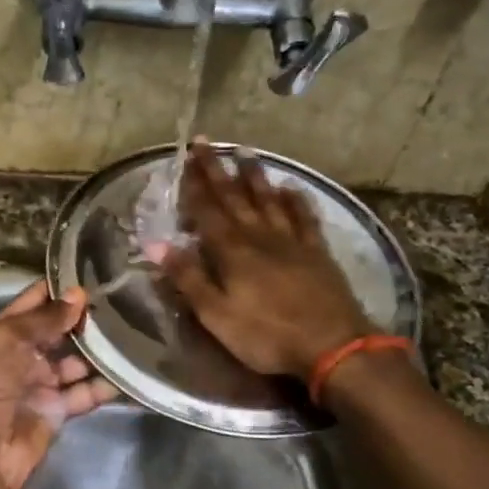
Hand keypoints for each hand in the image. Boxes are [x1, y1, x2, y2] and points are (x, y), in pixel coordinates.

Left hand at [0, 281, 116, 488]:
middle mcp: (20, 356)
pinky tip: (130, 371)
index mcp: (0, 335)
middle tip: (125, 300)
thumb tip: (79, 295)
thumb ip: (44, 319)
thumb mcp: (5, 343)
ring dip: (100, 351)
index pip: (34, 303)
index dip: (60, 289)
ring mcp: (40, 385)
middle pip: (58, 332)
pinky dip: (104, 386)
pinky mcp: (56, 412)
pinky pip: (84, 394)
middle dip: (86, 320)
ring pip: (76, 362)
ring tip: (136, 332)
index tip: (96, 272)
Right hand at [156, 139, 375, 380]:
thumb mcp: (216, 314)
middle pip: (235, 197)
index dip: (194, 184)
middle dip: (217, 169)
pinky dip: (296, 200)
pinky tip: (291, 187)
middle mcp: (259, 236)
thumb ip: (188, 277)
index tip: (185, 156)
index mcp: (232, 251)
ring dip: (254, 176)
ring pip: (269, 199)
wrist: (331, 346)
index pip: (207, 210)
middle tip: (206, 142)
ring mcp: (292, 241)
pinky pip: (304, 217)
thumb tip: (156, 244)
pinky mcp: (317, 252)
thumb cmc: (266, 335)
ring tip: (244, 151)